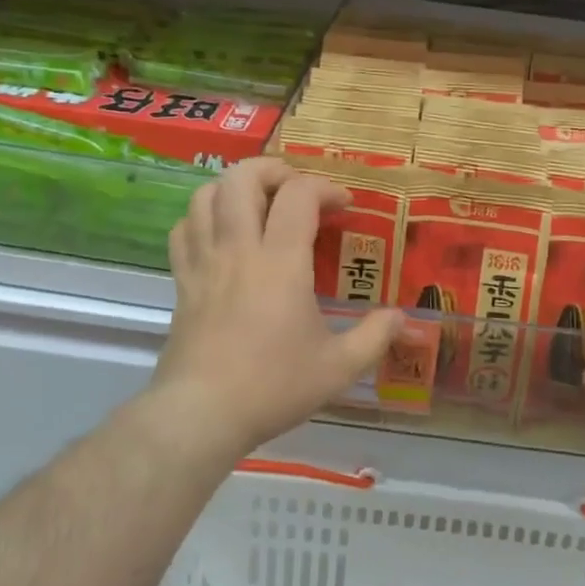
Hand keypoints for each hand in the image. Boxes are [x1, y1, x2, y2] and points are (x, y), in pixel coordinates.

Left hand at [149, 158, 400, 464]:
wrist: (201, 414)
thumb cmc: (273, 386)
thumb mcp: (338, 368)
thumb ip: (375, 337)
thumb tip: (402, 317)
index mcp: (281, 262)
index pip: (298, 194)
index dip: (325, 188)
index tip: (344, 207)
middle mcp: (239, 249)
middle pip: (242, 177)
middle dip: (274, 170)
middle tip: (296, 191)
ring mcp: (204, 262)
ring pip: (206, 195)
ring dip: (235, 187)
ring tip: (259, 204)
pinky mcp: (182, 281)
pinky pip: (183, 229)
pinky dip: (203, 217)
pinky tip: (221, 233)